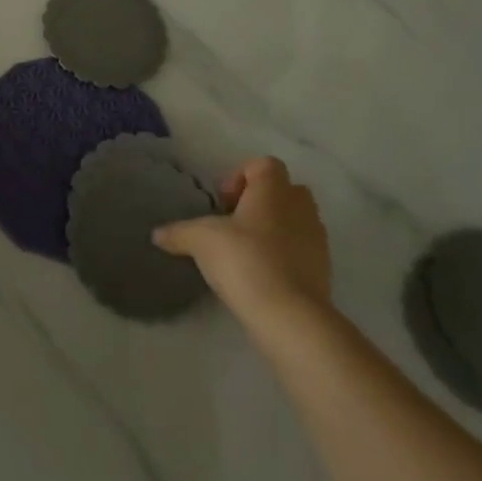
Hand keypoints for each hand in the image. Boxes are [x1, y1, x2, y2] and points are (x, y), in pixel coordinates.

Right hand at [153, 157, 331, 323]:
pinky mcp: (324, 269)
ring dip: (274, 229)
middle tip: (234, 224)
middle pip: (283, 189)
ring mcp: (317, 238)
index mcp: (273, 189)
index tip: (223, 202)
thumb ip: (178, 232)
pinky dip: (285, 255)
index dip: (240, 176)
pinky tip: (261, 275)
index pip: (263, 164)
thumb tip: (157, 234)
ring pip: (295, 220)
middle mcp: (300, 206)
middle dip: (259, 202)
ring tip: (246, 252)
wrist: (290, 316)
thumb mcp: (200, 241)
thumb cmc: (244, 260)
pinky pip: (302, 249)